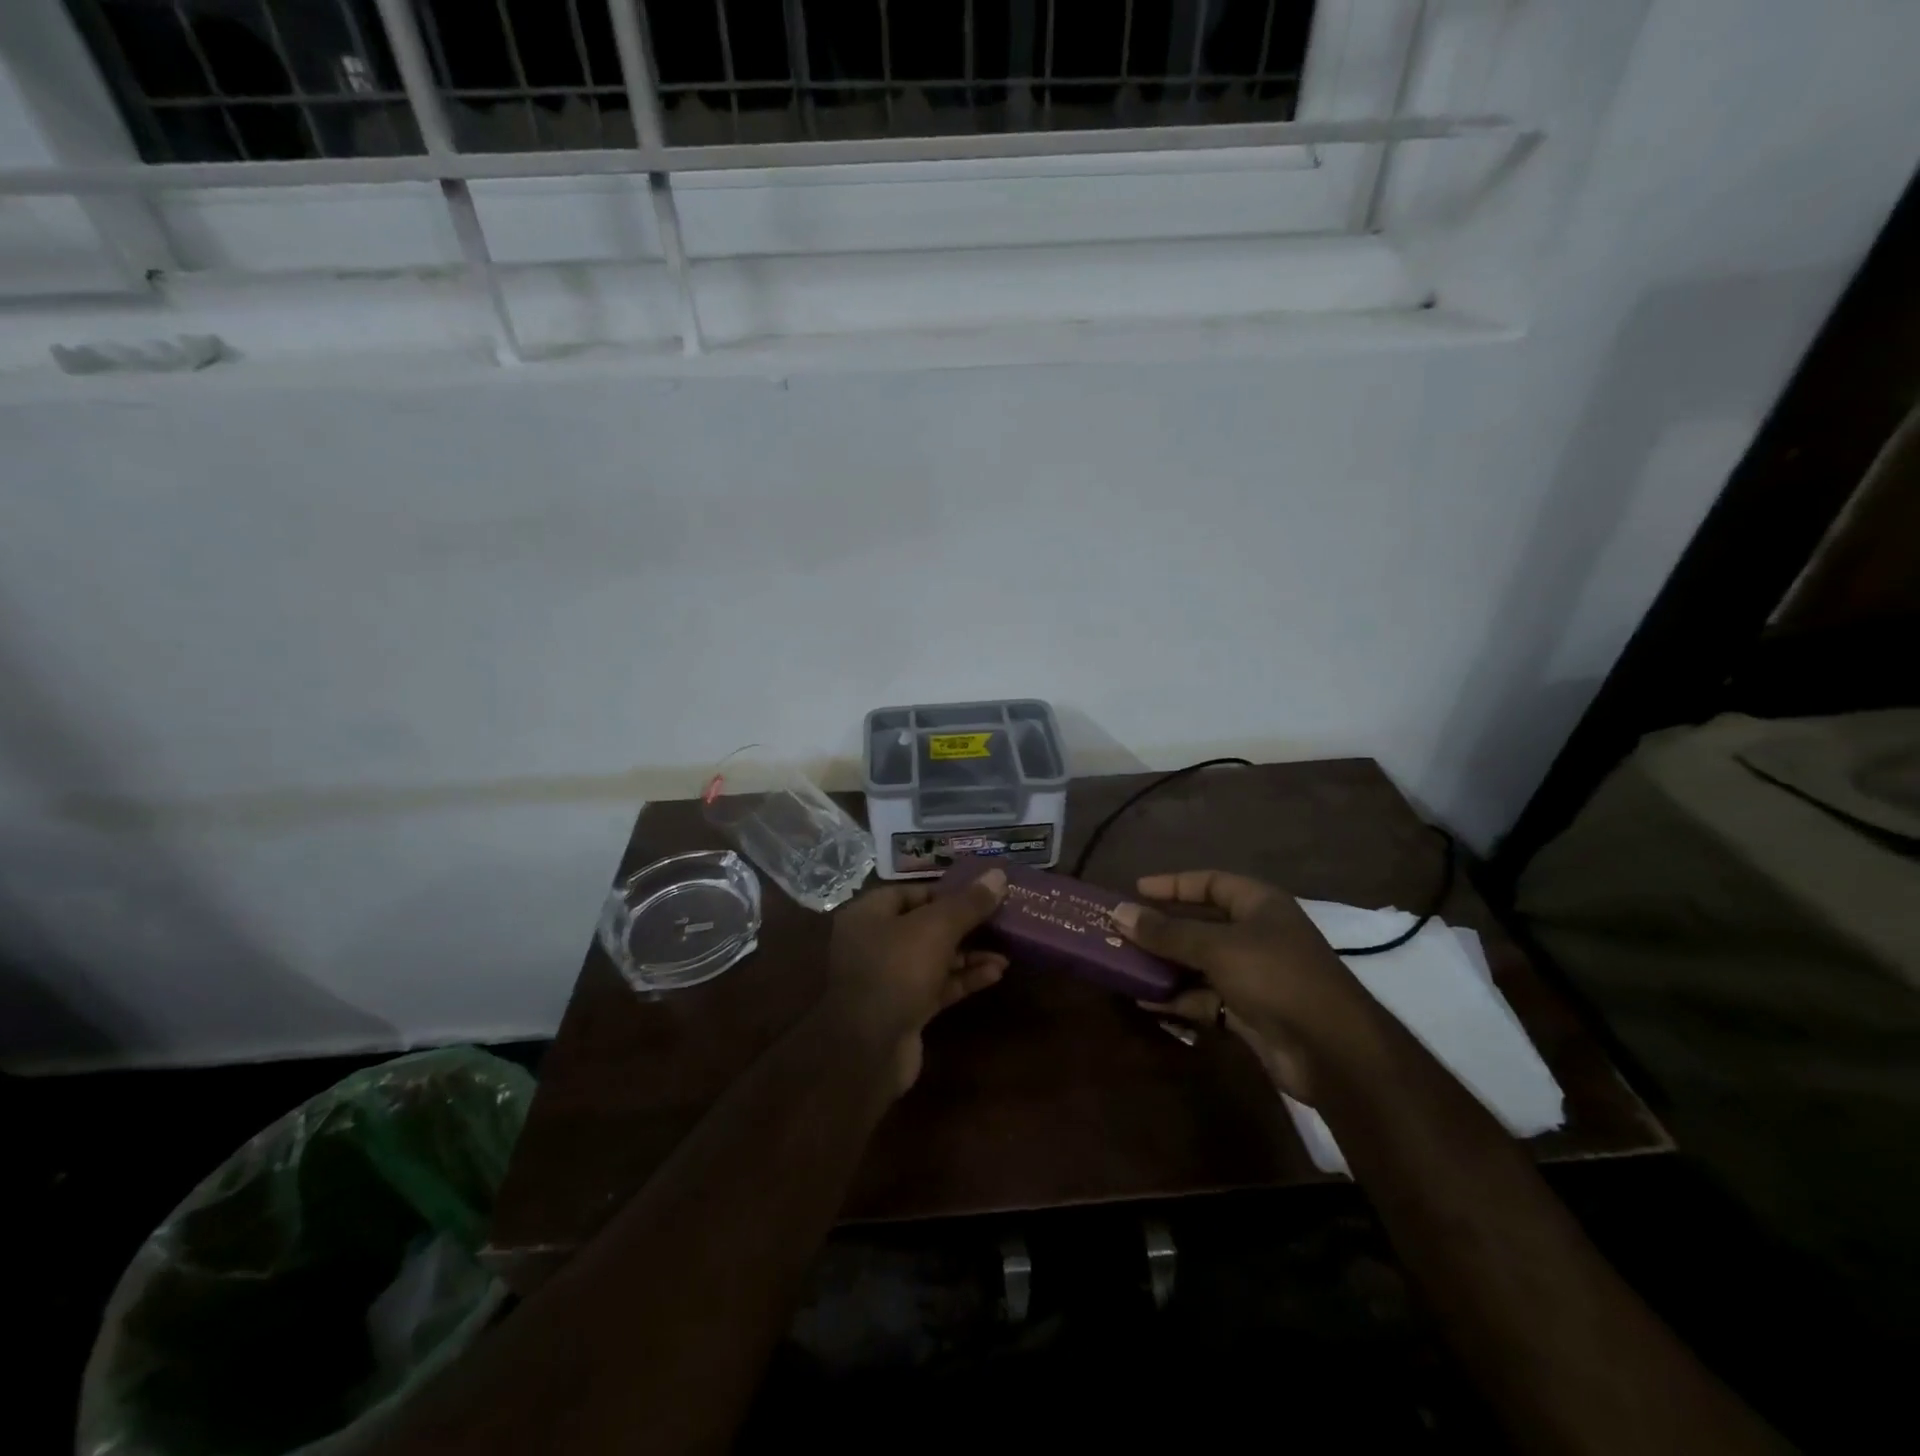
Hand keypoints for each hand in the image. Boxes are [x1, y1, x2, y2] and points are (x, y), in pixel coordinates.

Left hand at [824, 870, 1009, 1094]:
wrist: (868, 1051)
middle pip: (925, 925)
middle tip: (1001, 920)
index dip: (947, 891)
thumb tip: (999, 874)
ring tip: (1007, 951)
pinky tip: (995, 973)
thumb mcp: (936, 928)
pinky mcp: (904, 1009)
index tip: (982, 893)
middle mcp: (874, 943)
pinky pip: (938, 986)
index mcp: (869, 914)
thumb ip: (968, 903)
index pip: (912, 892)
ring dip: (969, 954)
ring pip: (934, 958)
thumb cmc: (896, 971)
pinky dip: (964, 979)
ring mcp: (888, 979)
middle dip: (964, 924)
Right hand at [1113, 870, 1385, 1100]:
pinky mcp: (1248, 1012)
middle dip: (1162, 929)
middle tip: (1121, 930)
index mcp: (1259, 905)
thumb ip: (1167, 932)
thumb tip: (1119, 913)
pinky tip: (1145, 1001)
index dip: (1173, 885)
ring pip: (1199, 963)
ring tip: (1123, 965)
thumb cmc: (1276, 977)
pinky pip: (1204, 998)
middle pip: (1201, 924)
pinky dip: (1178, 998)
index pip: (1210, 882)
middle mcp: (1256, 935)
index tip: (1135, 890)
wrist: (1332, 1051)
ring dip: (1165, 966)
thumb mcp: (1216, 947)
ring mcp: (1253, 975)